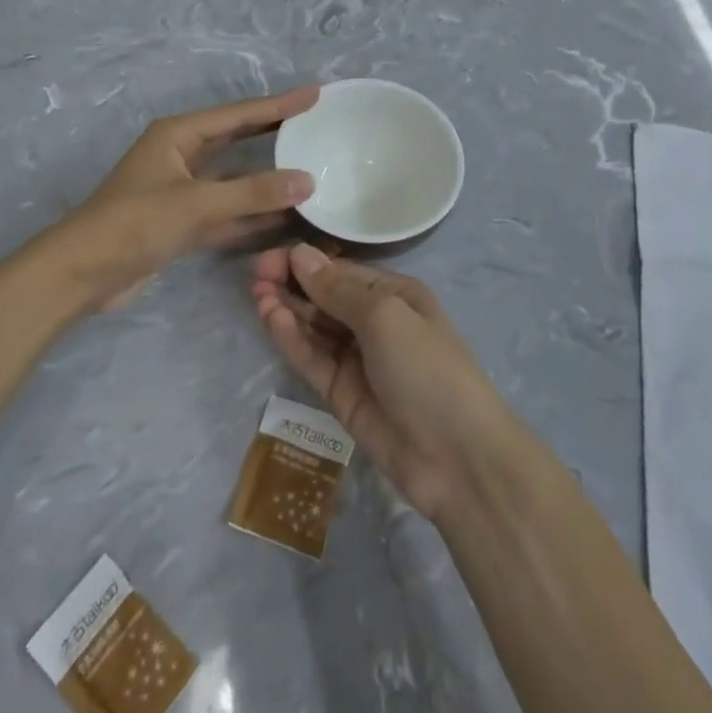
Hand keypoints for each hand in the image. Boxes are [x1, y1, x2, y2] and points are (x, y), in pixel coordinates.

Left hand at [50, 88, 318, 310]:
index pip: (239, 114)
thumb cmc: (133, 224)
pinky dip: (254, 214)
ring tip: (312, 168)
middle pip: (237, 139)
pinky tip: (287, 217)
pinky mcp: (183, 223)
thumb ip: (252, 192)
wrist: (81, 274)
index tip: (315, 95)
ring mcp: (182, 191)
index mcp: (178, 135)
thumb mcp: (195, 204)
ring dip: (268, 177)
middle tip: (317, 124)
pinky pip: (228, 211)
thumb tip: (307, 180)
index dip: (279, 104)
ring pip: (235, 178)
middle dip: (275, 131)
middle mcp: (181, 156)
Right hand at [250, 244, 509, 519]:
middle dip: (291, 283)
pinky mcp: (340, 393)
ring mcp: (356, 359)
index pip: (340, 270)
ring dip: (286, 309)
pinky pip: (312, 358)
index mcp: (394, 295)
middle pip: (323, 296)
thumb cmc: (427, 369)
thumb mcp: (386, 317)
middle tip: (255, 276)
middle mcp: (374, 322)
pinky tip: (271, 319)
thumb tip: (300, 254)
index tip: (268, 258)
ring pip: (313, 326)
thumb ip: (338, 289)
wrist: (457, 458)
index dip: (304, 262)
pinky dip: (291, 339)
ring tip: (257, 295)